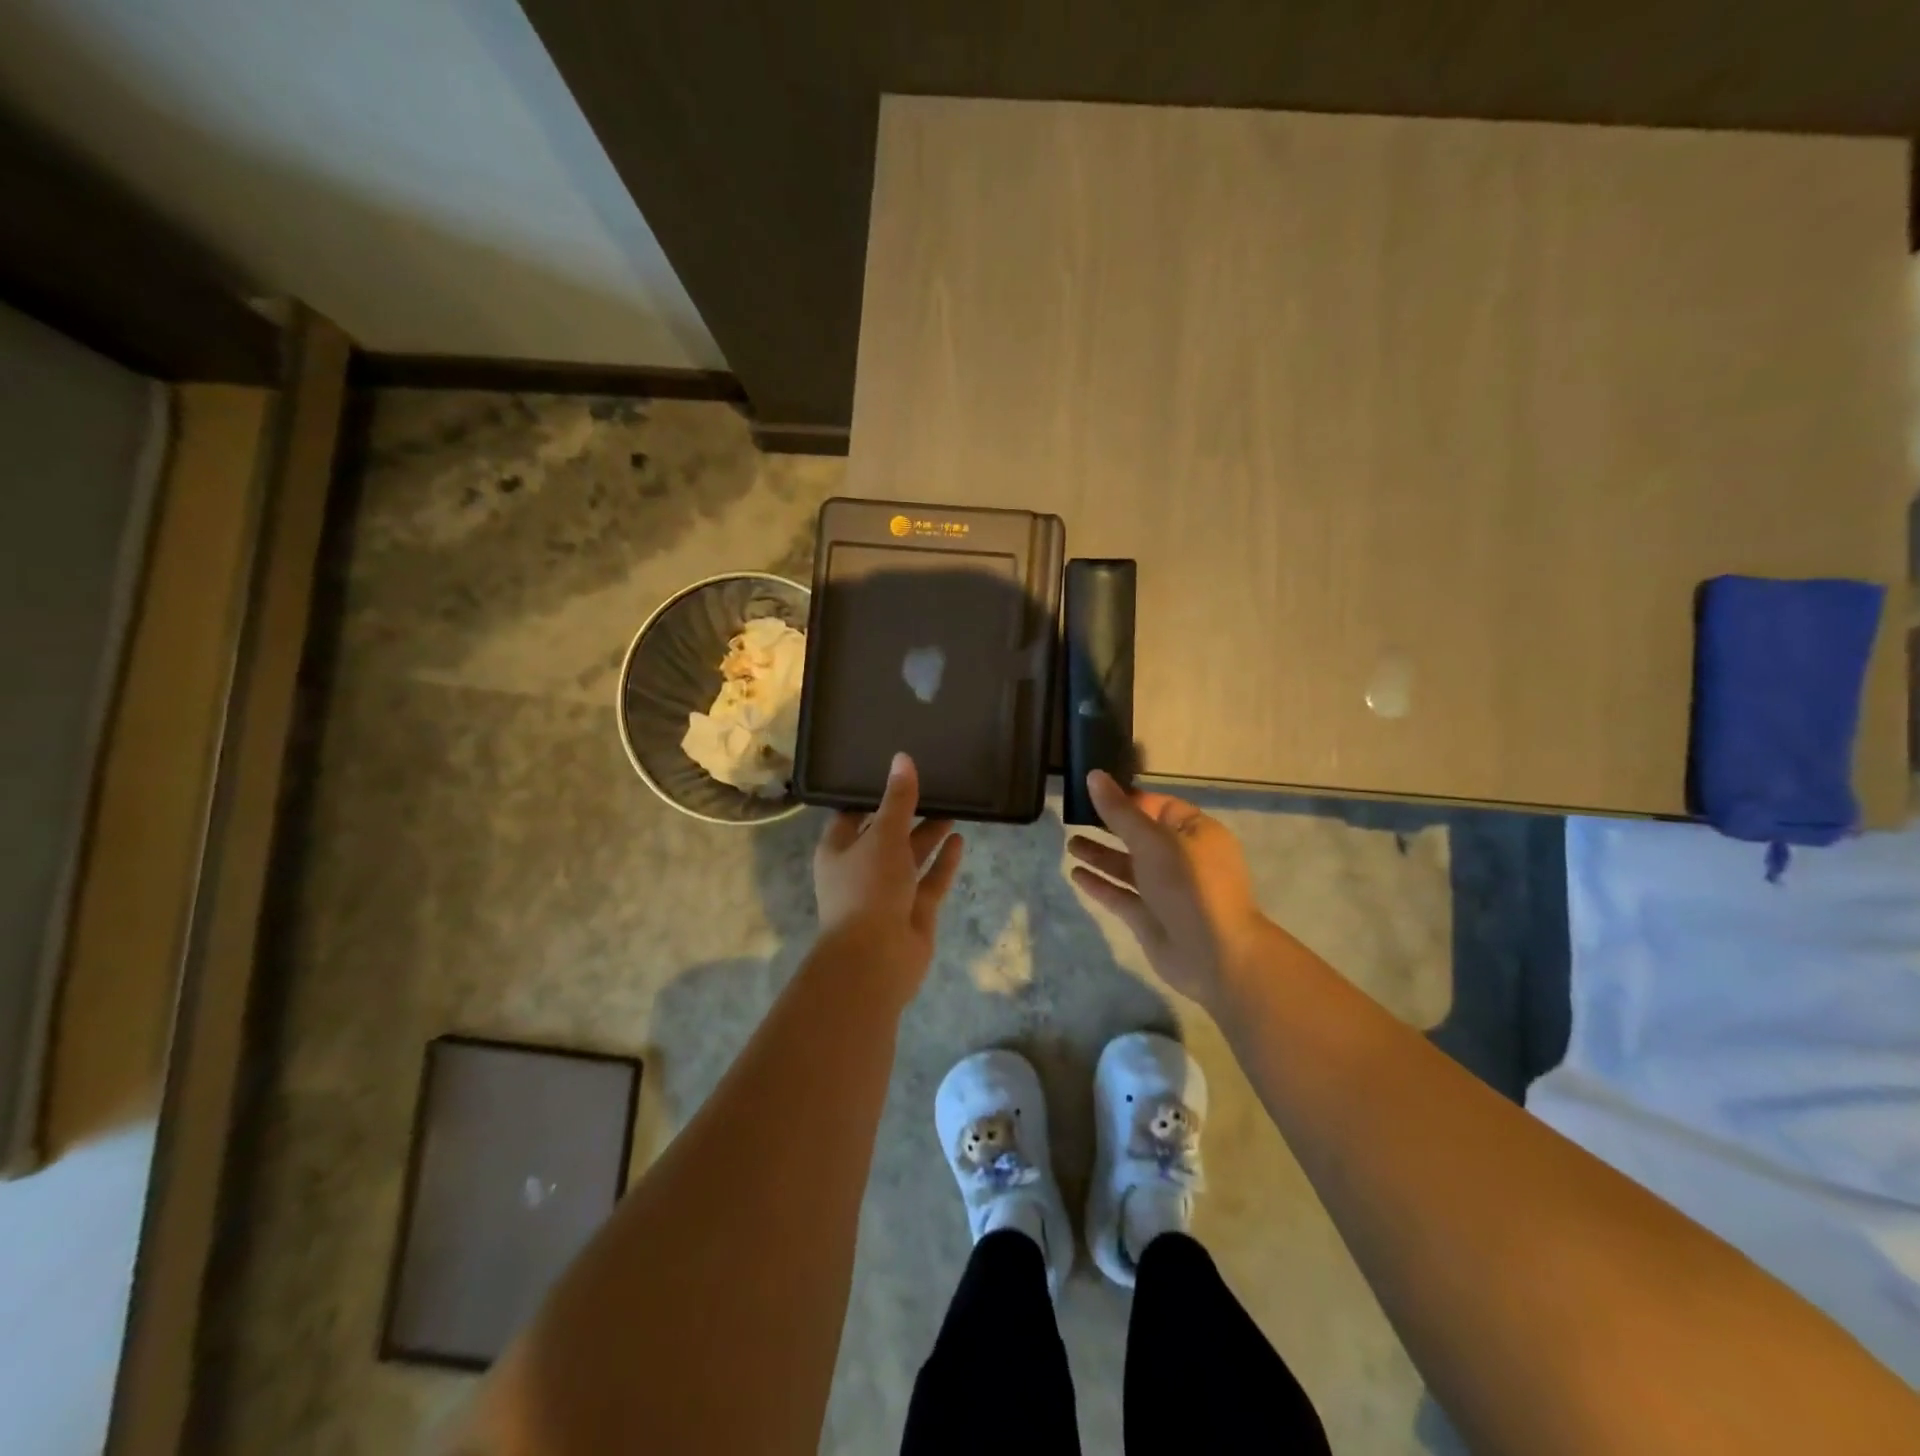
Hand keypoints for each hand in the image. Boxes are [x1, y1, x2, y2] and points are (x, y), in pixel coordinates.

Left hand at [813, 753, 963, 998]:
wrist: (876, 959)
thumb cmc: (868, 889)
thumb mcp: (883, 836)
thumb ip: (898, 799)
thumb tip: (902, 758)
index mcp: (839, 851)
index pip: (853, 814)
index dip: (872, 794)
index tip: (895, 772)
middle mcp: (861, 869)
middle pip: (886, 834)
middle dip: (907, 813)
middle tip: (933, 784)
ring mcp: (888, 893)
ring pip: (910, 857)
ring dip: (928, 834)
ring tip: (953, 805)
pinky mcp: (913, 911)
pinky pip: (930, 880)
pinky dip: (943, 861)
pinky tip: (960, 839)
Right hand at [1067, 771, 1270, 1009]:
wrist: (1215, 955)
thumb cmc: (1189, 885)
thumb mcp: (1153, 840)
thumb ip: (1120, 812)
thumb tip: (1094, 776)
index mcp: (1195, 833)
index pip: (1159, 806)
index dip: (1129, 798)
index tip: (1095, 792)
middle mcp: (1182, 859)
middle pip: (1140, 836)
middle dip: (1110, 826)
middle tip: (1075, 816)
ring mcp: (1166, 891)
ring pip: (1128, 866)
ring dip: (1101, 855)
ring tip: (1070, 844)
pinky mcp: (1150, 918)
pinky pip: (1121, 895)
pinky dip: (1100, 884)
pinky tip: (1075, 874)